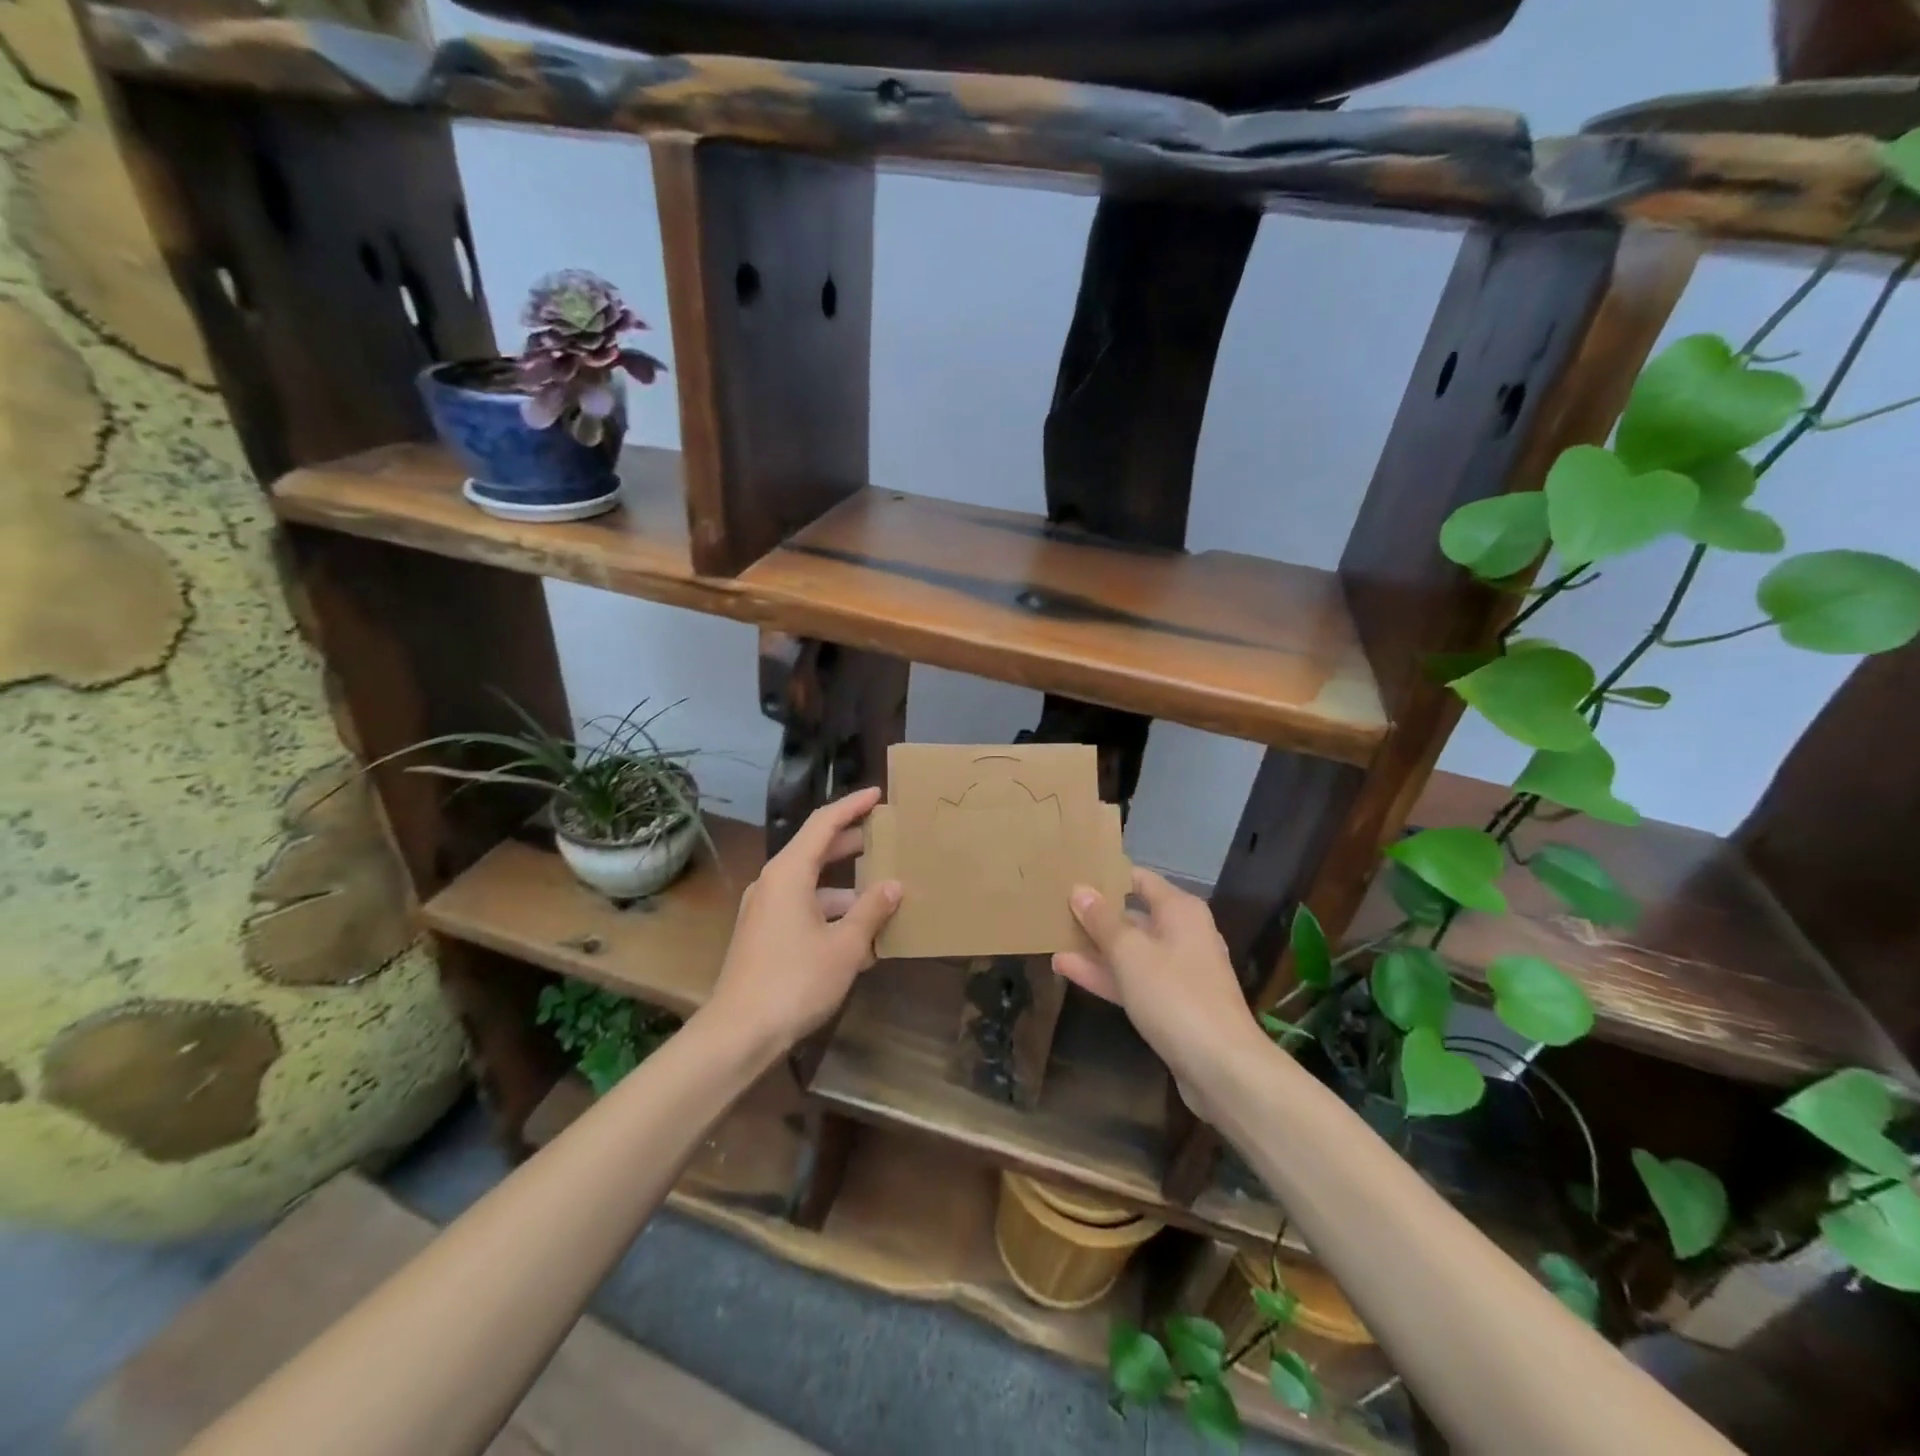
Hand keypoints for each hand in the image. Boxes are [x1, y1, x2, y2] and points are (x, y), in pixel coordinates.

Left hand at [708, 786, 901, 1052]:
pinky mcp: (763, 935)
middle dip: (852, 845)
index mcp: (788, 873)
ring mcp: (764, 910)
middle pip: (816, 851)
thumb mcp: (844, 946)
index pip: (823, 823)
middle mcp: (772, 883)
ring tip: (883, 901)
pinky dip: (830, 915)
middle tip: (885, 839)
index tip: (877, 795)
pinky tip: (859, 941)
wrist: (738, 1033)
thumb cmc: (795, 981)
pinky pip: (802, 910)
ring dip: (846, 890)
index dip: (851, 806)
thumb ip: (871, 911)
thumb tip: (894, 885)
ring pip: (812, 885)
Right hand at [1052, 869, 1264, 1122]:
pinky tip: (1068, 970)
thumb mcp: (1130, 952)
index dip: (1107, 875)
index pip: (1139, 878)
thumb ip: (1102, 920)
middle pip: (1133, 915)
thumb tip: (1080, 889)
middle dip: (1096, 915)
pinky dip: (1106, 974)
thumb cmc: (1174, 995)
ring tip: (1052, 941)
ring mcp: (1178, 971)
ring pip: (1130, 951)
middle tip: (1054, 909)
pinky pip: (1134, 979)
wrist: (1221, 1066)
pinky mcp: (1172, 1003)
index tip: (1072, 875)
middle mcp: (1182, 933)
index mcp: (1180, 910)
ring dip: (1094, 948)